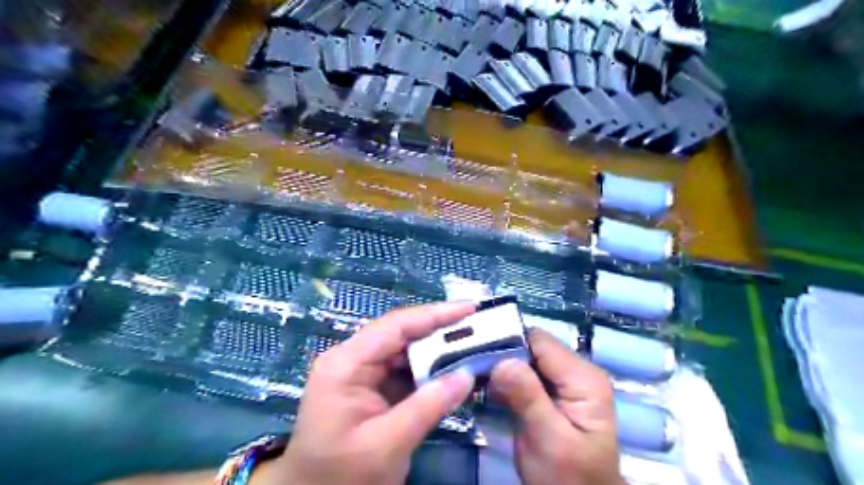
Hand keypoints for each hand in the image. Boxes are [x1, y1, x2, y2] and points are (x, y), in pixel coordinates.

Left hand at [278, 303, 475, 484]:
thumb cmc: (341, 477)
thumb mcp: (387, 445)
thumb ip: (428, 407)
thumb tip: (468, 375)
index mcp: (346, 364)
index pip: (395, 327)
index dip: (434, 315)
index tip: (469, 308)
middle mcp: (352, 359)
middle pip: (401, 334)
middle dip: (439, 330)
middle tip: (477, 326)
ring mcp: (361, 373)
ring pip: (405, 351)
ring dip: (437, 350)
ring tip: (471, 344)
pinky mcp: (371, 387)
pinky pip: (404, 370)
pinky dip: (429, 370)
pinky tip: (452, 370)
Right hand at [490, 328, 624, 482]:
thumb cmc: (569, 478)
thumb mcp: (549, 440)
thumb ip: (528, 398)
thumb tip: (501, 361)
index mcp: (583, 377)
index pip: (540, 341)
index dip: (508, 343)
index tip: (477, 355)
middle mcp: (575, 370)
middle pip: (531, 347)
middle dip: (501, 355)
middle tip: (471, 369)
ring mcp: (563, 380)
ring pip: (523, 358)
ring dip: (499, 367)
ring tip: (475, 379)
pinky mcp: (549, 391)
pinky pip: (522, 373)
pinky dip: (503, 379)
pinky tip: (487, 389)